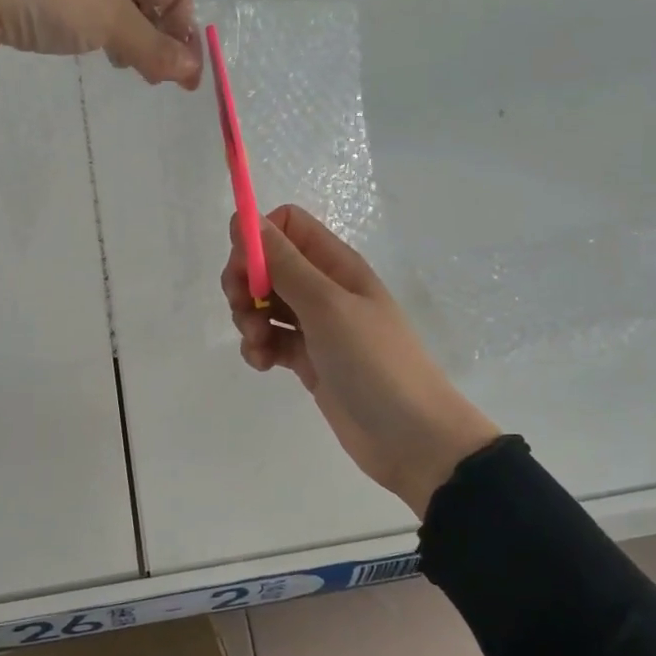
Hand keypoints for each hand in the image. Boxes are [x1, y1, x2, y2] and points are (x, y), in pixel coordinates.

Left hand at [0, 0, 200, 87]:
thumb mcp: (110, 20)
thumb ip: (153, 47)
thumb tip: (193, 71)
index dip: (185, 34)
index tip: (187, 80)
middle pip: (145, 1)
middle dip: (159, 40)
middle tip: (158, 81)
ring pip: (113, 12)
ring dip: (129, 42)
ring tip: (129, 72)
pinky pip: (81, 18)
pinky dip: (97, 39)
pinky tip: (92, 56)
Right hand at [224, 205, 499, 517]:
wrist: (411, 436)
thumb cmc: (373, 361)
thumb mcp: (326, 305)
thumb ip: (284, 263)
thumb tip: (245, 219)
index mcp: (335, 264)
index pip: (287, 226)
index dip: (258, 240)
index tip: (244, 270)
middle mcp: (325, 287)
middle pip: (268, 265)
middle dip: (245, 283)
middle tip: (244, 309)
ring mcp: (316, 325)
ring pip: (265, 304)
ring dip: (249, 319)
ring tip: (259, 344)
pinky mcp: (308, 359)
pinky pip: (271, 340)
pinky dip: (259, 348)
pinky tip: (263, 365)